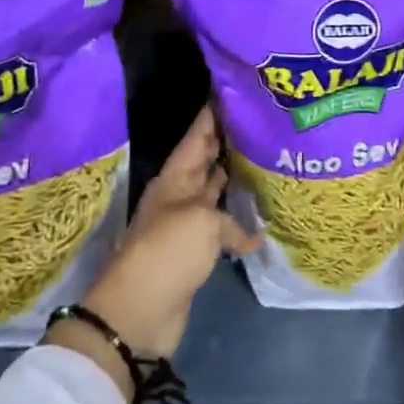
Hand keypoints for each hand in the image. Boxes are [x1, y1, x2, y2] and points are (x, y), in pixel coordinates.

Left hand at [55, 107, 258, 398]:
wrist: (140, 311)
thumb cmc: (168, 252)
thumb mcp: (202, 222)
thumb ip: (230, 219)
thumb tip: (249, 234)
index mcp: (174, 179)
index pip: (196, 137)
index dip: (212, 115)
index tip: (230, 91)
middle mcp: (180, 196)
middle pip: (205, 161)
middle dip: (226, 141)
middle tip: (256, 122)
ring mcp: (186, 224)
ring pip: (214, 192)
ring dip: (233, 178)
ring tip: (263, 160)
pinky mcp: (195, 252)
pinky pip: (221, 227)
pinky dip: (240, 224)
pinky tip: (262, 220)